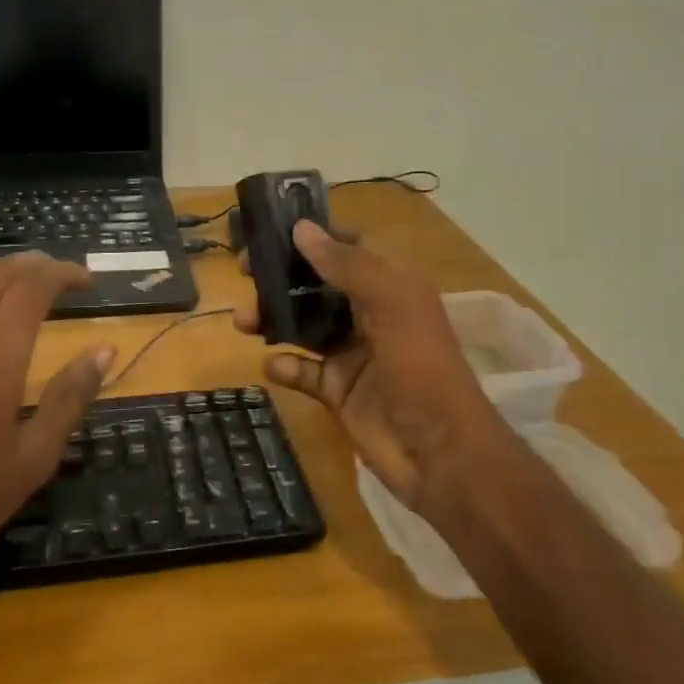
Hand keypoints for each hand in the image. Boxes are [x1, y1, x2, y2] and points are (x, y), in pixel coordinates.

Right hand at [234, 222, 498, 518]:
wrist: (442, 455)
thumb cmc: (421, 368)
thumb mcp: (392, 304)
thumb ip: (347, 264)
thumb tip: (302, 228)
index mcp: (392, 284)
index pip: (350, 245)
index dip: (315, 234)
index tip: (271, 229)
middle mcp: (371, 313)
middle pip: (318, 282)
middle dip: (282, 274)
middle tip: (243, 271)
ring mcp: (354, 353)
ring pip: (304, 324)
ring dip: (273, 318)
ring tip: (242, 320)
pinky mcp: (339, 390)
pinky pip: (304, 370)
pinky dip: (284, 365)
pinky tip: (271, 365)